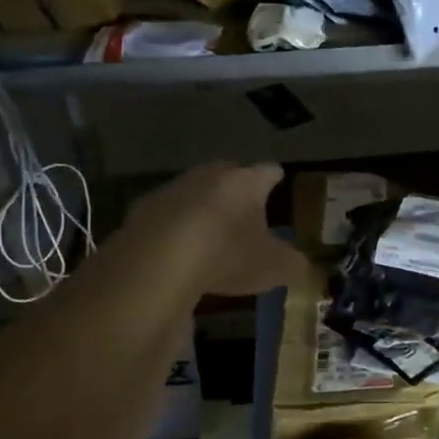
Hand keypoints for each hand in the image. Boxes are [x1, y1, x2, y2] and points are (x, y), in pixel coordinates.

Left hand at [128, 162, 306, 298]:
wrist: (157, 262)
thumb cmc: (227, 255)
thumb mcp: (273, 267)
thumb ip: (291, 264)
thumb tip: (299, 264)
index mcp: (246, 182)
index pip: (267, 171)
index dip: (274, 177)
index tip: (277, 178)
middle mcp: (208, 176)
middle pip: (227, 175)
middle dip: (236, 190)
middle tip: (245, 207)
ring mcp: (170, 191)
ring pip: (194, 194)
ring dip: (202, 210)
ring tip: (211, 233)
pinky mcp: (140, 214)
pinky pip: (166, 218)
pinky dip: (174, 231)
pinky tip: (178, 251)